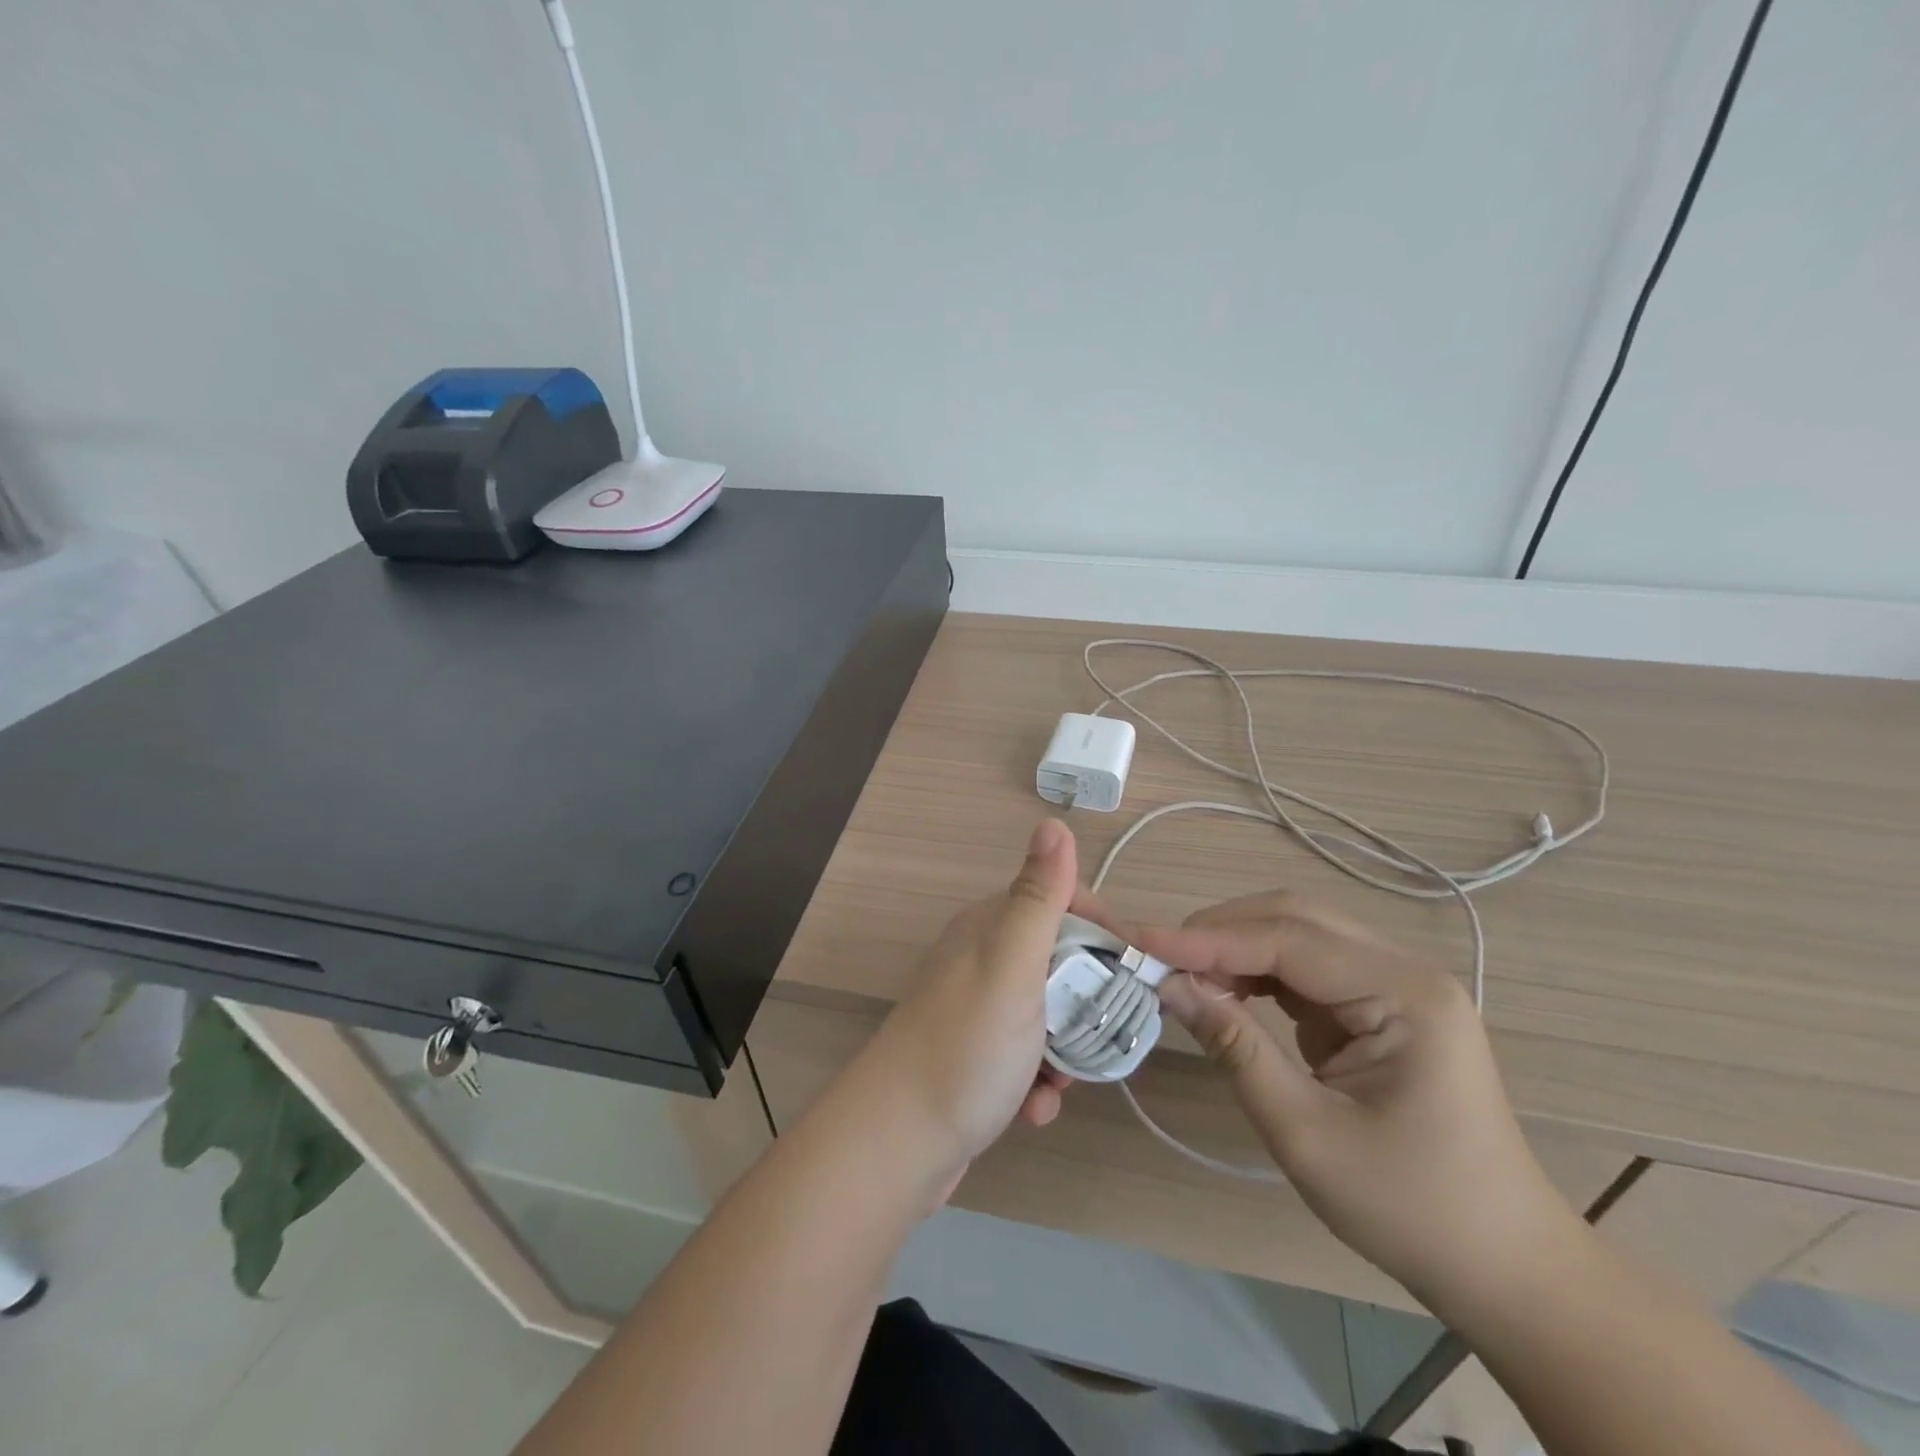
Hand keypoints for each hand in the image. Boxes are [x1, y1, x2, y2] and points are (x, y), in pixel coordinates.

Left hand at [850, 819, 1083, 1174]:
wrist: (897, 1141)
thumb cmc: (966, 1046)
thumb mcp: (1011, 964)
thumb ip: (1038, 898)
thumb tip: (1053, 823)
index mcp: (990, 927)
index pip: (1063, 903)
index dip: (1102, 932)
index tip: (1131, 972)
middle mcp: (981, 958)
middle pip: (1061, 963)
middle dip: (1088, 1003)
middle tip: (1102, 1038)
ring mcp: (976, 1008)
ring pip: (1048, 1014)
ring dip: (1067, 1051)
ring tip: (1063, 1084)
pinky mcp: (974, 1054)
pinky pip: (1025, 1054)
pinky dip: (1039, 1080)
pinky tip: (1035, 1109)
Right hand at [1141, 893, 1580, 1309]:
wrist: (1502, 1267)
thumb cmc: (1409, 1208)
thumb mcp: (1305, 1133)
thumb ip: (1235, 1048)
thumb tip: (1169, 987)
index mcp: (1404, 994)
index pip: (1288, 941)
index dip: (1208, 940)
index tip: (1142, 943)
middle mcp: (1403, 970)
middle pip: (1294, 919)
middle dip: (1219, 933)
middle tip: (1157, 958)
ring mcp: (1394, 985)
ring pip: (1297, 935)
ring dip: (1235, 948)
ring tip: (1183, 974)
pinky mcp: (1379, 1006)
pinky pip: (1306, 967)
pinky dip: (1257, 972)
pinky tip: (1225, 991)